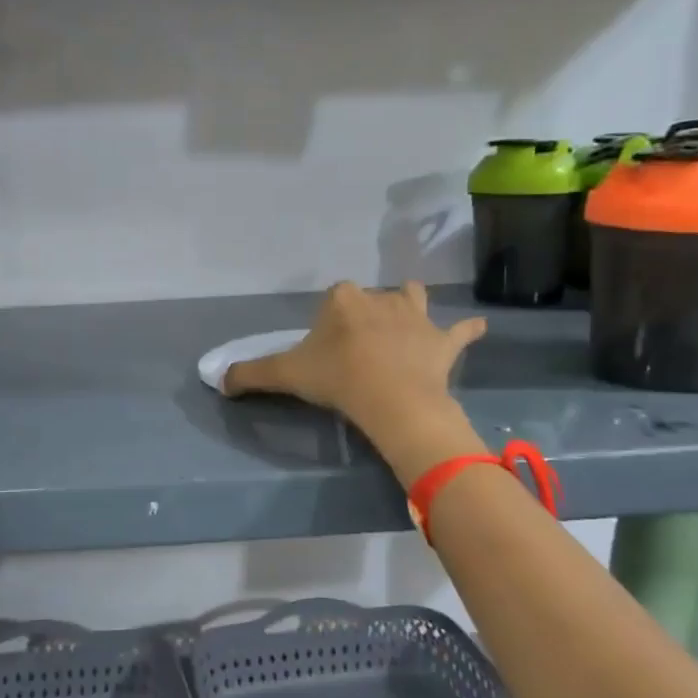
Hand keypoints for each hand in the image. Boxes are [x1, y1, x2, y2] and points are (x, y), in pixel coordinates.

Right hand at [223, 281, 486, 484]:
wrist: (392, 399)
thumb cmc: (337, 378)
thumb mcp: (285, 375)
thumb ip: (249, 375)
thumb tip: (219, 381)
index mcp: (343, 300)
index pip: (332, 300)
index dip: (327, 322)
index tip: (325, 350)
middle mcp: (379, 299)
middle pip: (370, 299)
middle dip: (366, 314)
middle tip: (359, 346)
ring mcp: (416, 317)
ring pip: (413, 298)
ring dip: (411, 306)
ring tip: (407, 323)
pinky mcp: (443, 340)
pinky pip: (461, 331)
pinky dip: (467, 331)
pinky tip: (477, 329)